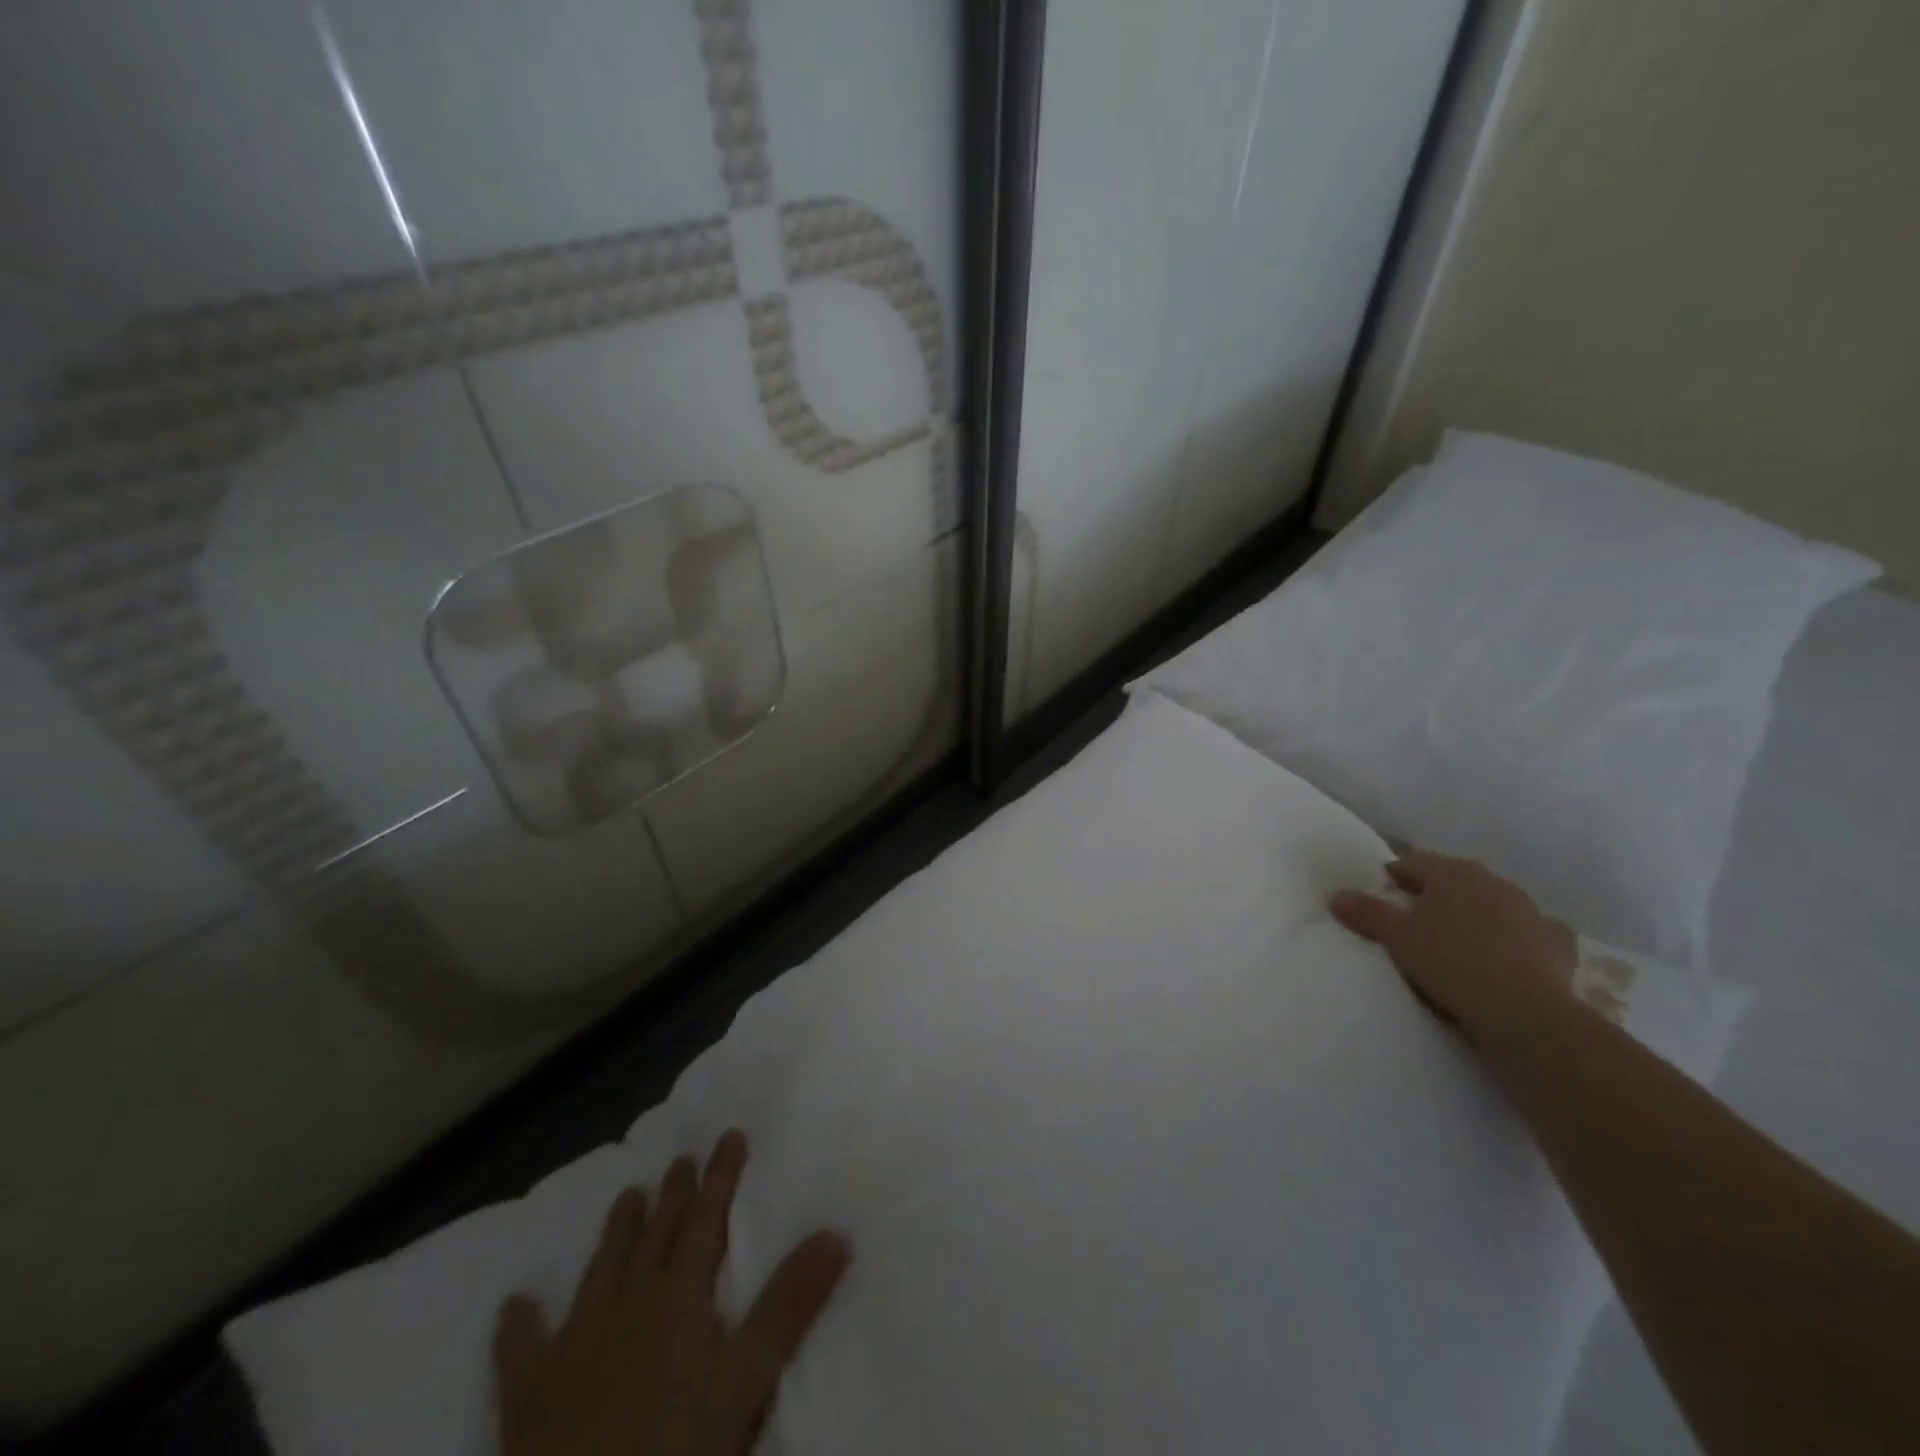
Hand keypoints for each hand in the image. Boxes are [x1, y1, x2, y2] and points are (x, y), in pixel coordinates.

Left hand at [493, 1130, 849, 1455]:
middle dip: (672, 1194)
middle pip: (656, 1234)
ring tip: (628, 1196)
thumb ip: (791, 1303)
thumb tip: (836, 1232)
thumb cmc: (674, 1451)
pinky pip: (520, 1349)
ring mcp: (574, 1343)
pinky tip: (514, 1303)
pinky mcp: (528, 1394)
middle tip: (679, 1159)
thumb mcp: (747, 1379)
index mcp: (678, 1295)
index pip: (706, 1219)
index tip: (730, 1135)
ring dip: (617, 1231)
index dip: (721, 1176)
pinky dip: (518, 1324)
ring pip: (601, 1268)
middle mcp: (627, 1301)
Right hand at [1328, 849, 1578, 1049]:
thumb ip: (1367, 912)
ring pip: (1493, 903)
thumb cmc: (1450, 962)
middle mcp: (1494, 882)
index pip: (1413, 862)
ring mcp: (1531, 911)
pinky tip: (1511, 954)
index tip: (1381, 893)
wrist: (1525, 1012)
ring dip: (1476, 914)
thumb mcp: (1397, 937)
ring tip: (1458, 939)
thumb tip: (1337, 896)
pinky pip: (1532, 933)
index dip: (1393, 875)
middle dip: (1435, 893)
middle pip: (1454, 879)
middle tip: (1414, 917)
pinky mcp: (1558, 944)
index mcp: (1453, 873)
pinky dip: (1519, 939)